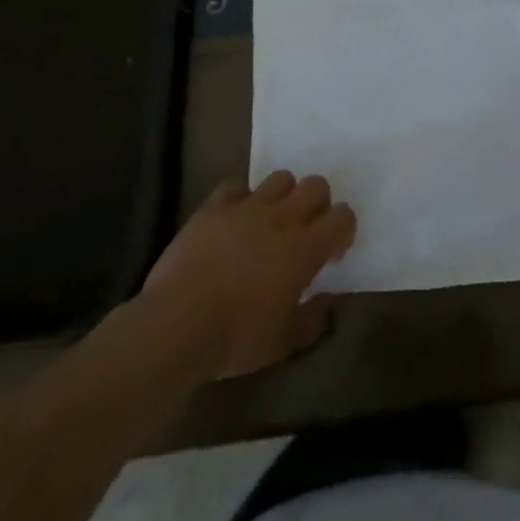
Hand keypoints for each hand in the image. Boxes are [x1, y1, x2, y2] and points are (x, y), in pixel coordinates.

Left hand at [140, 171, 356, 380]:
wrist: (177, 324)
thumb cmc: (236, 338)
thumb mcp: (284, 343)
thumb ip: (314, 319)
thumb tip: (329, 299)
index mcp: (305, 248)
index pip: (342, 216)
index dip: (342, 230)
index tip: (330, 253)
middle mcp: (282, 218)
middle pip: (316, 185)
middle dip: (318, 204)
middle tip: (304, 232)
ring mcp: (246, 208)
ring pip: (280, 178)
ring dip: (283, 195)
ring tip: (270, 221)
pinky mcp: (214, 207)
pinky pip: (235, 185)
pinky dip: (240, 197)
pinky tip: (234, 219)